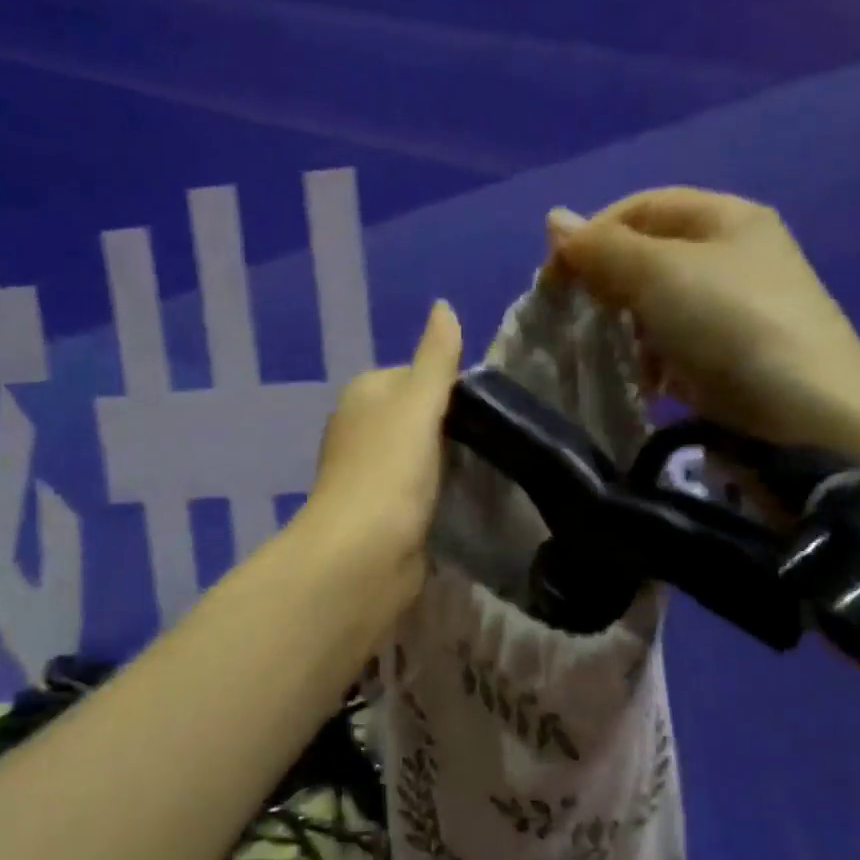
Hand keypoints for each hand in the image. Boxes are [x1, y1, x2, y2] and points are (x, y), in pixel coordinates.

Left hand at [301, 299, 463, 611]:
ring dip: (449, 459)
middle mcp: (361, 429)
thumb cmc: (390, 470)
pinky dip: (441, 490)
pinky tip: (467, 497)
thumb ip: (436, 358)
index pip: (415, 374)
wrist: (363, 555)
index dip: (451, 385)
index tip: (488, 405)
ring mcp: (371, 473)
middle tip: (497, 437)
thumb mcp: (418, 403)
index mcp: (364, 395)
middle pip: (419, 415)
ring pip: (421, 453)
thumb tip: (443, 305)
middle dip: (453, 424)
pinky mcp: (383, 512)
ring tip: (491, 465)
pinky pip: (420, 488)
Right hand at [546, 188, 859, 461]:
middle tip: (578, 318)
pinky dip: (653, 360)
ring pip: (660, 306)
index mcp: (726, 218)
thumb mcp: (660, 274)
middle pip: (650, 256)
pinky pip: (677, 347)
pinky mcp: (734, 359)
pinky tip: (645, 383)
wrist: (807, 419)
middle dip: (607, 284)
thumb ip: (603, 248)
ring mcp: (737, 310)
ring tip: (610, 355)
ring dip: (626, 327)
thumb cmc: (730, 325)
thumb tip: (554, 220)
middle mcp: (735, 256)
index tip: (555, 278)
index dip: (593, 234)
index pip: (642, 207)